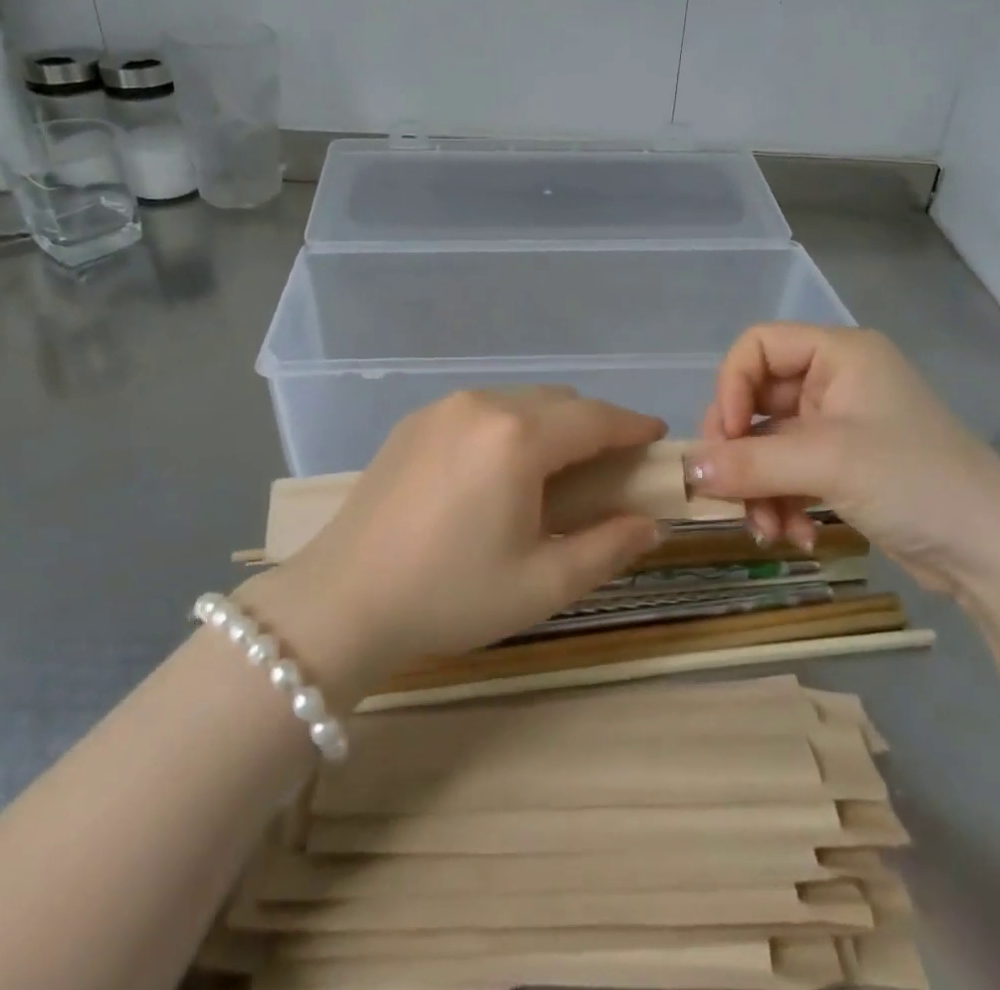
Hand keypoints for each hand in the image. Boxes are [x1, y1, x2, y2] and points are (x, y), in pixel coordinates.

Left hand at [235, 388, 665, 701]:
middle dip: (594, 426)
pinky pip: (482, 409)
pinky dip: (510, 426)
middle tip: (609, 468)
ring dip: (551, 424)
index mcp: (519, 438)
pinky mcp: (416, 420)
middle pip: (560, 402)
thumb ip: (608, 549)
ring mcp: (444, 407)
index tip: (656, 439)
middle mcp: (483, 404)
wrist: (343, 599)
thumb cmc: (450, 595)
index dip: (632, 427)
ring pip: (520, 400)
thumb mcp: (542, 584)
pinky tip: (499, 469)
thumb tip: (650, 524)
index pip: (596, 418)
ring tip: (554, 471)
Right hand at [684, 325, 999, 599]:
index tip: (723, 438)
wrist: (998, 554)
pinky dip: (784, 503)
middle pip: (756, 400)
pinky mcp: (845, 467)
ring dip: (760, 488)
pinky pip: (790, 473)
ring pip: (769, 444)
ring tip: (767, 531)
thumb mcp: (826, 464)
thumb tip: (684, 471)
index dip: (731, 387)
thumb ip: (748, 462)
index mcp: (839, 354)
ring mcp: (841, 426)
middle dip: (741, 452)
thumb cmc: (915, 481)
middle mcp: (836, 382)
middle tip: (728, 493)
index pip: (757, 347)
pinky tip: (796, 537)